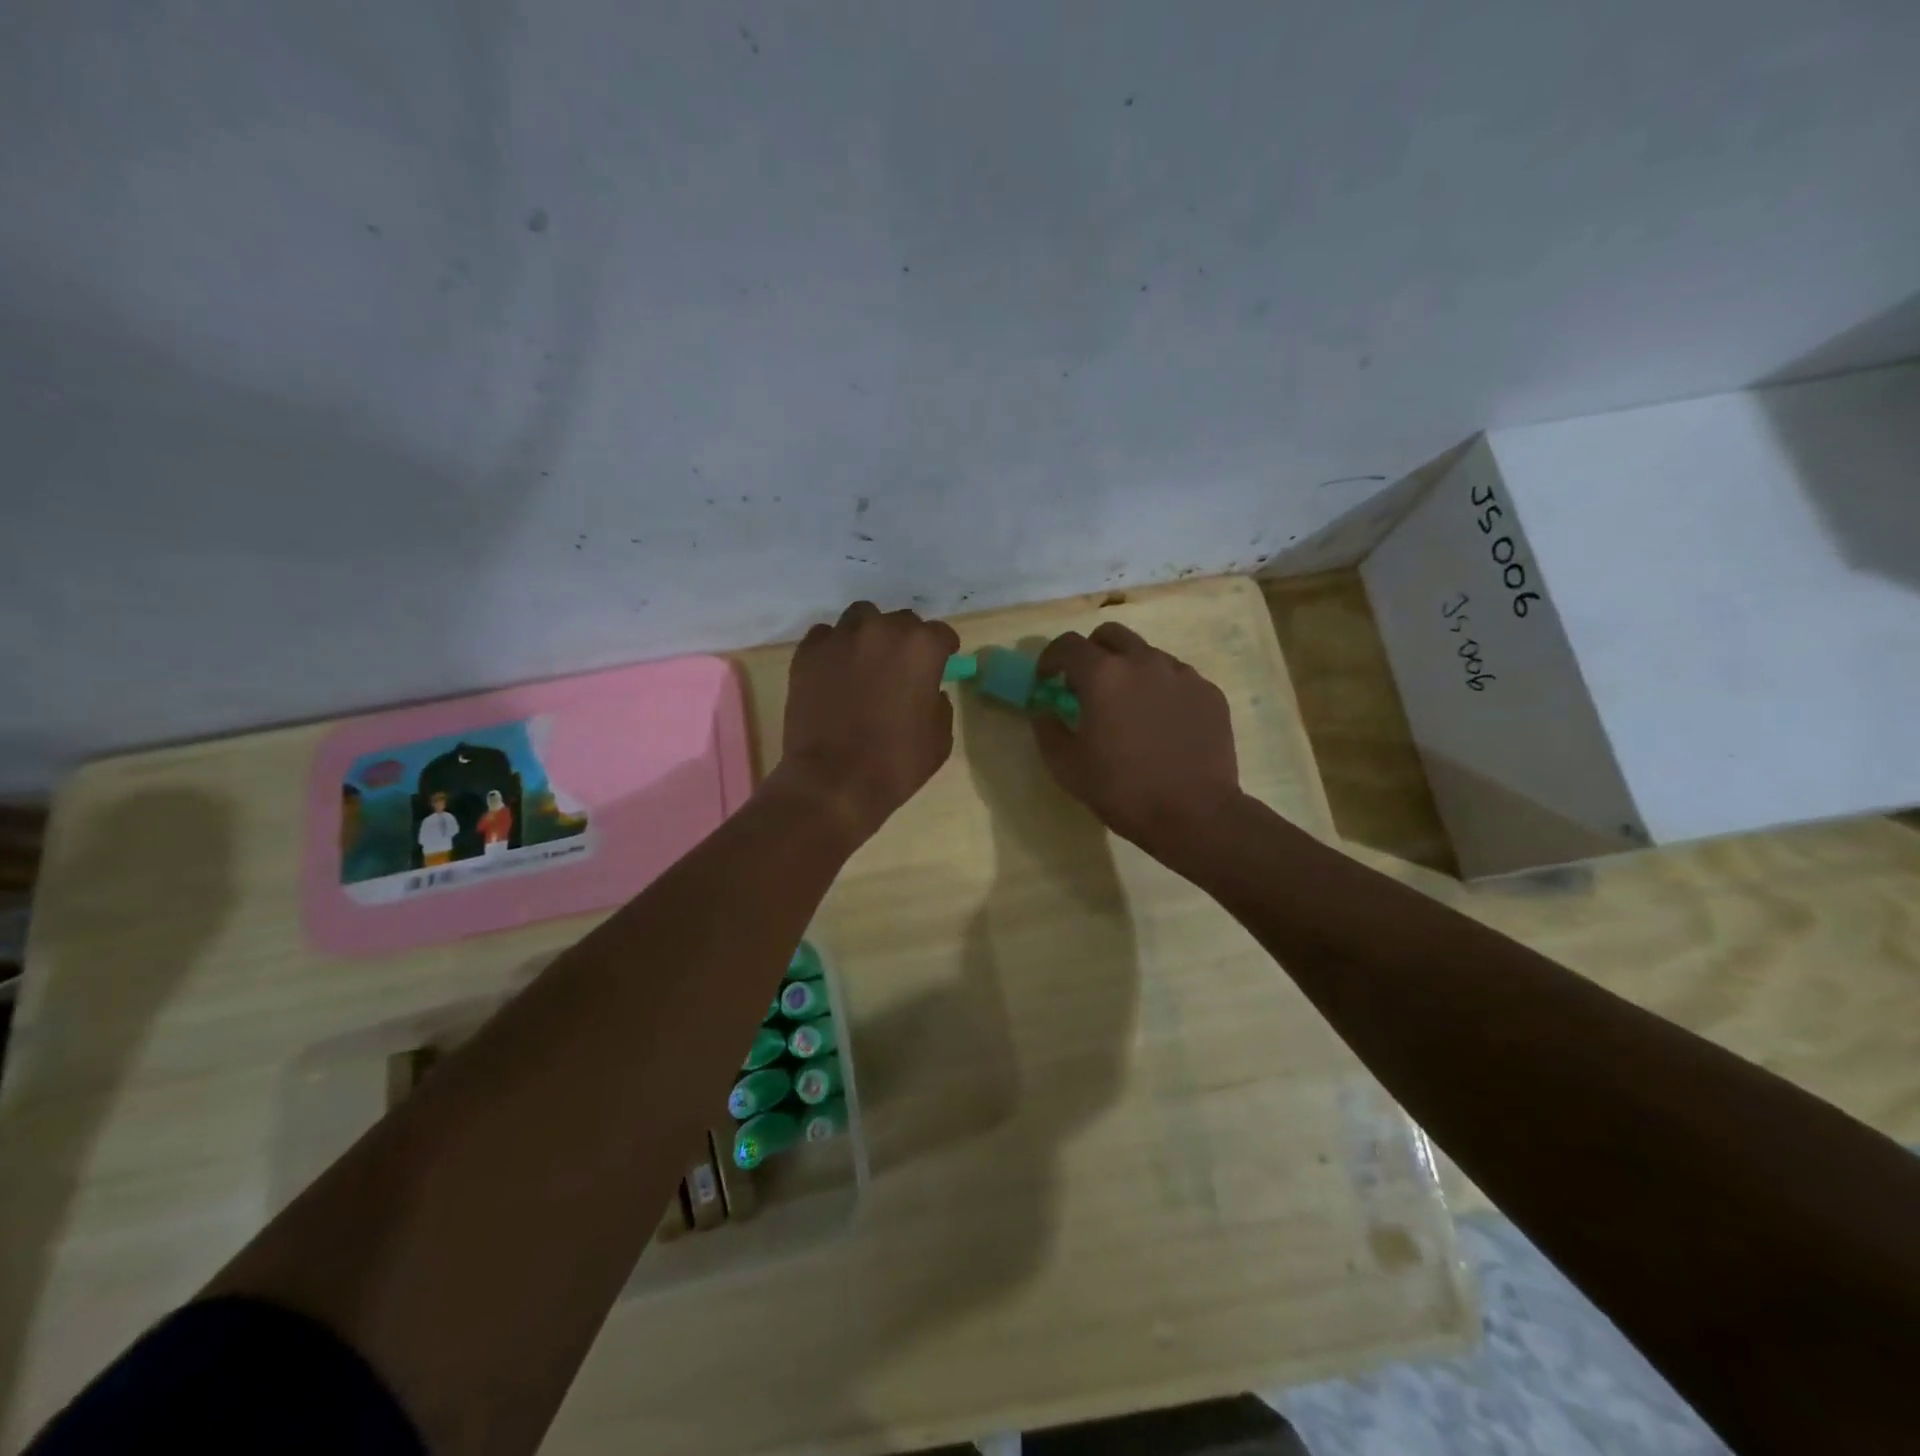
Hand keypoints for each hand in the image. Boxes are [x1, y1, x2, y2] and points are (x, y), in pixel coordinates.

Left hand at [774, 601, 960, 843]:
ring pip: (861, 618)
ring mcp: (841, 638)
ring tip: (864, 661)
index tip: (940, 663)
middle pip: (902, 621)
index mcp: (922, 648)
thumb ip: (939, 705)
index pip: (941, 634)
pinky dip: (834, 647)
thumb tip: (930, 692)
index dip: (943, 650)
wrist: (833, 782)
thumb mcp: (939, 739)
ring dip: (869, 635)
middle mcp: (883, 631)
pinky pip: (826, 636)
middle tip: (900, 668)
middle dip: (905, 641)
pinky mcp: (808, 652)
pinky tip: (834, 671)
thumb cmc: (896, 764)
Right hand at [1031, 622, 1243, 864]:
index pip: (1067, 645)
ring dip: (1128, 670)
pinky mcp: (1209, 692)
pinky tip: (1161, 723)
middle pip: (1110, 636)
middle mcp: (1144, 661)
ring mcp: (1182, 674)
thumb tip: (1043, 707)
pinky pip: (1176, 678)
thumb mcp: (1066, 767)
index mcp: (1103, 675)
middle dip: (1091, 653)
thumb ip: (1046, 728)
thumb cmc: (1123, 790)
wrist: (1195, 815)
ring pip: (1146, 654)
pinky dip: (1160, 689)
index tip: (1046, 680)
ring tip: (1128, 707)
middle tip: (1086, 685)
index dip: (1050, 658)